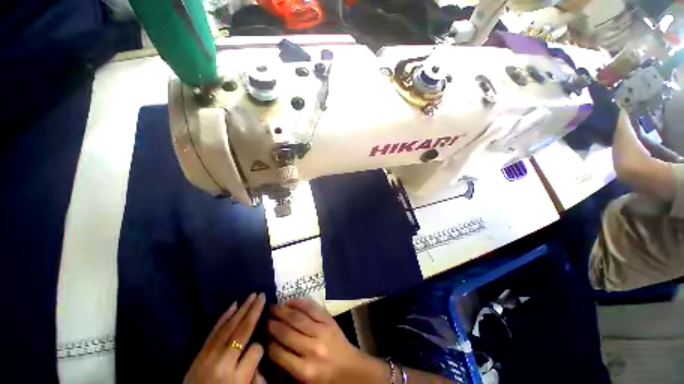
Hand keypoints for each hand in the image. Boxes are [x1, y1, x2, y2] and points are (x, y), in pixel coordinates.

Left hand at [185, 293, 266, 383]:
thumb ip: (256, 374)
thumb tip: (258, 351)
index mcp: (237, 377)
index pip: (256, 349)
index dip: (261, 344)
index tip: (263, 344)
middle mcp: (223, 362)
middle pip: (243, 331)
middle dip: (254, 311)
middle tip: (262, 294)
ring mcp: (209, 355)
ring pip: (229, 326)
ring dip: (242, 308)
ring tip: (253, 295)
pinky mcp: (200, 352)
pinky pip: (215, 330)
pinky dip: (225, 316)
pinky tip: (233, 305)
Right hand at [267, 299, 386, 383]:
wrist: (350, 369)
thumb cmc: (325, 378)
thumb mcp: (303, 380)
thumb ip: (287, 364)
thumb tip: (270, 345)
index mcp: (304, 370)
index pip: (278, 353)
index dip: (267, 341)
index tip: (260, 333)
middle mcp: (311, 349)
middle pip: (286, 332)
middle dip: (272, 323)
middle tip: (263, 316)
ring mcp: (322, 331)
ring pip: (297, 318)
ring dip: (283, 311)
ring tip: (273, 307)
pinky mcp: (329, 321)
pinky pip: (312, 308)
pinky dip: (300, 303)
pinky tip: (290, 301)